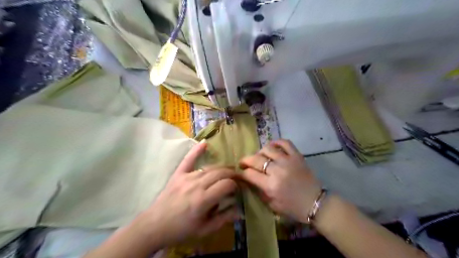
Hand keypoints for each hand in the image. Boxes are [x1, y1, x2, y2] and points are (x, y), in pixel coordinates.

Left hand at [141, 142, 239, 246]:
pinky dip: (196, 150)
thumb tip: (240, 212)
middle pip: (220, 172)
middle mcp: (196, 185)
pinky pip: (188, 159)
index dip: (235, 185)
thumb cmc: (181, 230)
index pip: (226, 184)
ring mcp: (187, 177)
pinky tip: (205, 143)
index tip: (236, 189)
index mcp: (203, 200)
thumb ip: (223, 219)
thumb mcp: (204, 229)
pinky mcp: (178, 174)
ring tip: (228, 170)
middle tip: (237, 177)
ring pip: (209, 167)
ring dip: (221, 168)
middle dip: (231, 173)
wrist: (155, 225)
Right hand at [238, 140, 319, 221]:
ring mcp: (288, 161)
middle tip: (243, 163)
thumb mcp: (272, 205)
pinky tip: (272, 147)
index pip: (249, 174)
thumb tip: (249, 180)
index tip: (239, 172)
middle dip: (245, 160)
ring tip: (259, 157)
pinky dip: (276, 142)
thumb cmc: (293, 208)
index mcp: (271, 186)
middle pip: (255, 159)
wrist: (316, 203)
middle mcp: (277, 170)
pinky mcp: (297, 156)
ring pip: (268, 149)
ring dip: (260, 152)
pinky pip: (285, 143)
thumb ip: (259, 192)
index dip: (241, 173)